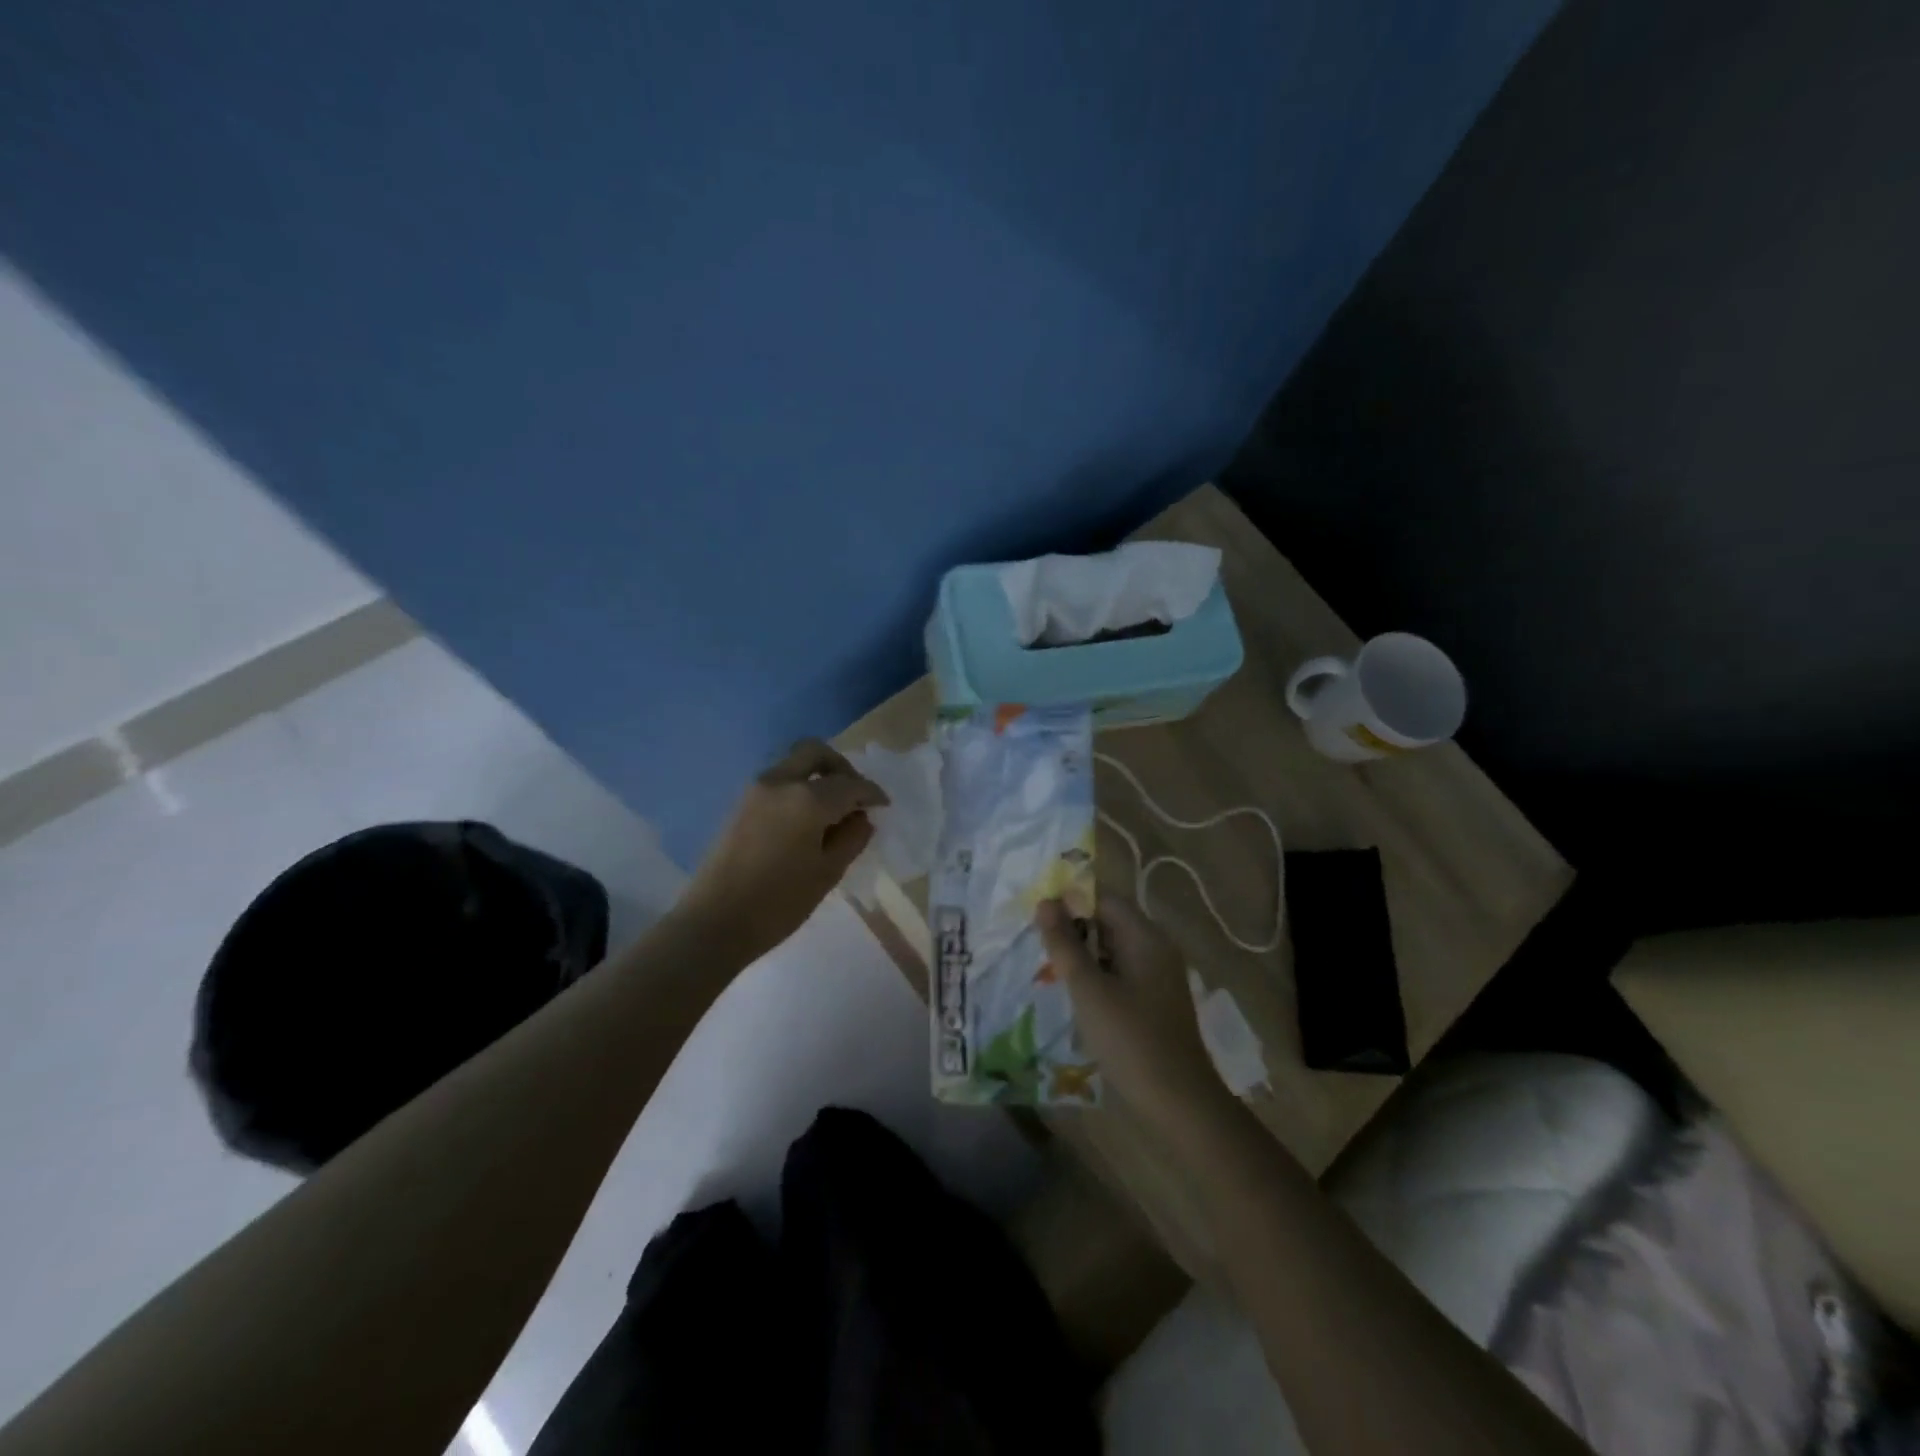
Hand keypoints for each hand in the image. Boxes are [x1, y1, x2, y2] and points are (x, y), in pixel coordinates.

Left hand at [681, 740, 888, 963]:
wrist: (714, 922)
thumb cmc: (779, 903)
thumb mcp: (827, 873)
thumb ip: (851, 839)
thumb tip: (862, 818)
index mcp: (807, 799)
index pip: (849, 784)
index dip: (871, 793)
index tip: (884, 806)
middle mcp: (780, 782)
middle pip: (815, 753)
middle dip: (841, 768)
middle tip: (855, 795)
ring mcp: (755, 791)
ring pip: (793, 765)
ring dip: (817, 777)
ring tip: (833, 811)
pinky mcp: (740, 805)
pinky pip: (778, 782)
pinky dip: (798, 789)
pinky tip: (807, 821)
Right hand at [1036, 895, 1229, 1131]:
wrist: (1179, 1104)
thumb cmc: (1131, 1040)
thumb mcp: (1089, 989)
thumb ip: (1065, 944)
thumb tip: (1045, 902)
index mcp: (1146, 937)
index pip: (1104, 899)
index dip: (1070, 901)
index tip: (1038, 914)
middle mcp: (1156, 949)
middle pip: (1109, 922)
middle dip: (1073, 928)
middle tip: (1036, 942)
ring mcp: (1158, 978)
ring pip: (1112, 950)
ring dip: (1082, 955)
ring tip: (1047, 967)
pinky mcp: (1154, 1003)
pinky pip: (1120, 975)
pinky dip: (1096, 977)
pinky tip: (1073, 994)